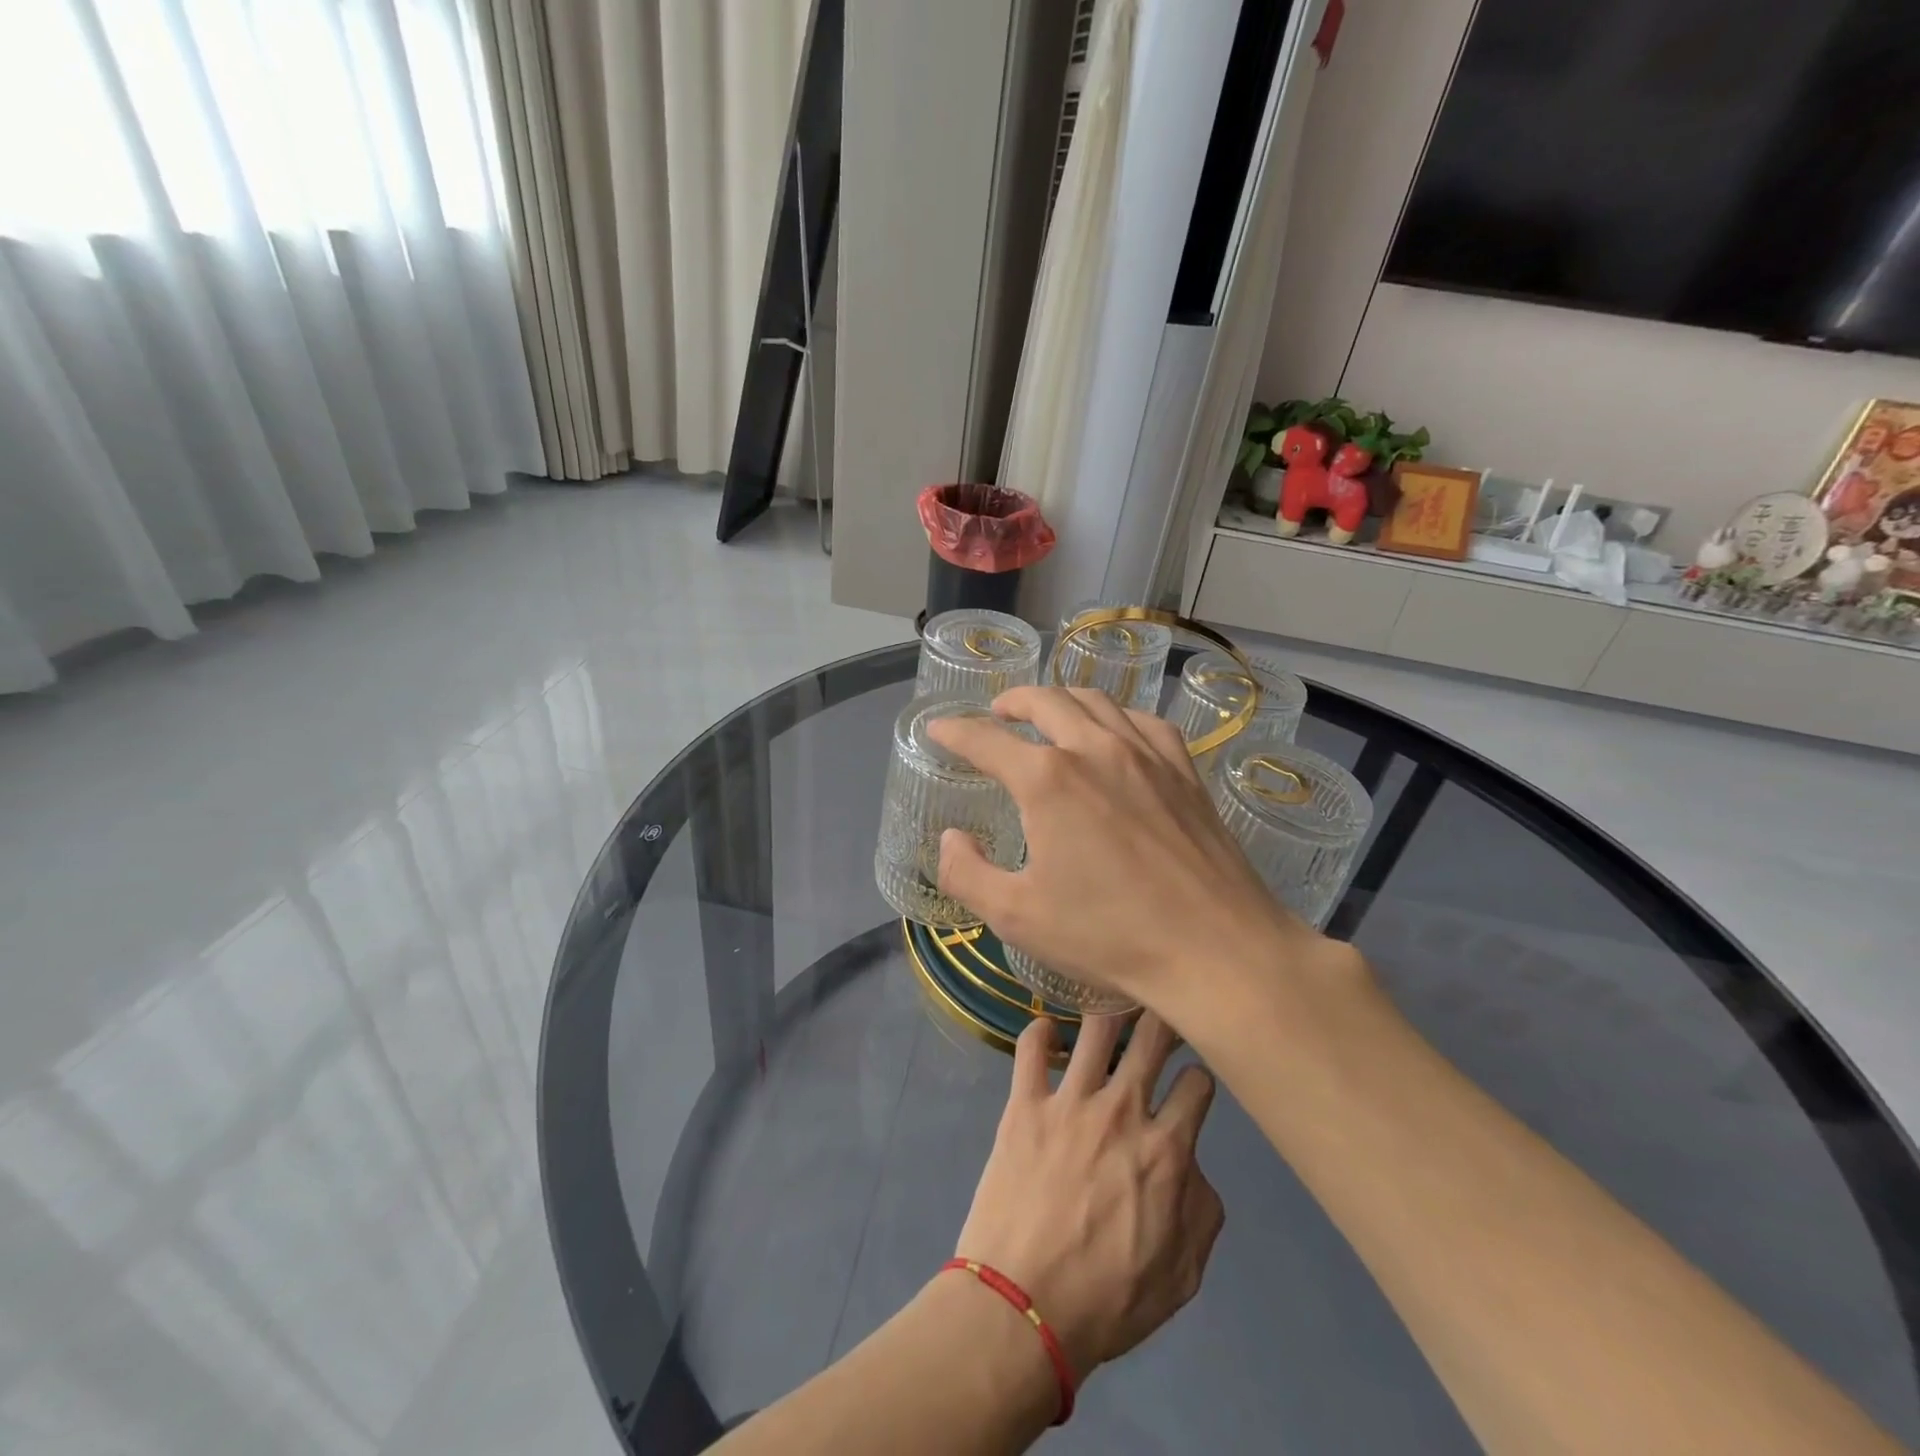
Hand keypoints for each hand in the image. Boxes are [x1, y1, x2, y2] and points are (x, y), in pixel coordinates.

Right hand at [927, 685, 1313, 1011]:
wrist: (1214, 947)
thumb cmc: (1109, 934)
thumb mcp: (1017, 916)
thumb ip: (967, 874)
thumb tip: (952, 838)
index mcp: (1047, 780)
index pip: (986, 740)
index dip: (955, 731)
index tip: (938, 729)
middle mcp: (1094, 749)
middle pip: (1044, 702)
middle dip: (1011, 701)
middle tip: (996, 713)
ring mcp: (1145, 754)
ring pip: (1096, 702)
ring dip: (1061, 700)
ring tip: (1048, 714)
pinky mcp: (1183, 770)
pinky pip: (1144, 722)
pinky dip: (1116, 717)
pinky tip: (1115, 734)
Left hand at [952, 1012, 1223, 1382]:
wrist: (1023, 1307)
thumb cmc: (1108, 1300)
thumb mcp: (1183, 1274)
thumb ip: (1202, 1210)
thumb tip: (1193, 1165)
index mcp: (1166, 1149)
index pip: (1198, 1083)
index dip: (1200, 1076)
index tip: (1191, 1080)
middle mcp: (1122, 1110)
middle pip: (1153, 1036)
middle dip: (1164, 1015)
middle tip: (1160, 1007)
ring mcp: (1069, 1101)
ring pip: (1097, 1027)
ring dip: (1108, 1009)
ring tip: (1108, 1000)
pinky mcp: (1024, 1103)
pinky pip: (1031, 1048)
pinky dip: (1040, 1032)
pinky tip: (1047, 1031)